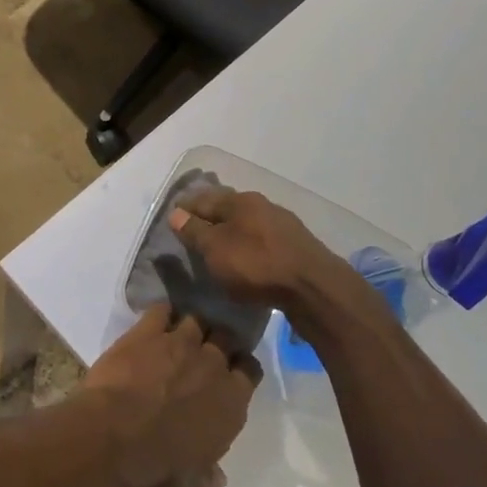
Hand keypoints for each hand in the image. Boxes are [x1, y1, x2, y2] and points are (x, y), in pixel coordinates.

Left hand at [82, 303, 255, 486]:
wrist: (112, 437)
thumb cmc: (155, 468)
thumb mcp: (187, 485)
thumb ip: (205, 475)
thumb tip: (217, 478)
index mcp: (231, 402)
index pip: (250, 370)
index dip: (240, 368)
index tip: (231, 370)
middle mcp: (212, 365)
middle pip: (226, 337)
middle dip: (219, 340)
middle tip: (205, 350)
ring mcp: (181, 343)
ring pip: (197, 320)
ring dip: (192, 326)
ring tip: (181, 333)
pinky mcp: (148, 331)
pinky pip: (162, 310)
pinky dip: (161, 313)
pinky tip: (156, 320)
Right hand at [169, 188, 356, 315]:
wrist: (313, 287)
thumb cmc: (256, 264)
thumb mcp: (216, 249)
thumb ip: (194, 231)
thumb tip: (176, 213)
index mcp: (239, 201)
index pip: (204, 199)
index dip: (186, 208)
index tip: (173, 216)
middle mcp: (262, 205)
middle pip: (228, 208)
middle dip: (210, 216)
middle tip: (193, 231)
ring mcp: (282, 224)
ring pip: (247, 223)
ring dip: (231, 231)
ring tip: (218, 246)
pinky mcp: (296, 245)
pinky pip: (262, 239)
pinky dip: (249, 244)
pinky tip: (246, 258)